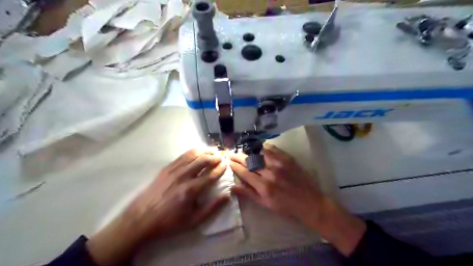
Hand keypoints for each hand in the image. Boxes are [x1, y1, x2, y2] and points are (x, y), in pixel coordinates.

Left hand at [88, 150, 230, 265]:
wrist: (142, 219)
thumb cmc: (170, 222)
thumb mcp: (193, 221)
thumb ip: (212, 208)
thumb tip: (227, 196)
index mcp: (191, 190)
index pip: (211, 175)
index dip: (220, 169)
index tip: (226, 165)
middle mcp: (183, 176)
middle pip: (203, 161)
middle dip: (214, 157)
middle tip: (221, 156)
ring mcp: (173, 170)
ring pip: (193, 155)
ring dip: (205, 151)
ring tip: (212, 150)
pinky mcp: (166, 168)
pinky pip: (182, 156)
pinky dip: (192, 152)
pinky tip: (197, 151)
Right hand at [229, 144, 364, 256]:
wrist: (310, 202)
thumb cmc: (286, 207)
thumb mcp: (266, 204)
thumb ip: (249, 194)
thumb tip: (232, 186)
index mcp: (263, 186)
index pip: (244, 172)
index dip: (234, 166)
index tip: (228, 161)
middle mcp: (270, 172)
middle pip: (249, 160)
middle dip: (238, 156)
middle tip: (231, 153)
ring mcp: (279, 163)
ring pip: (259, 153)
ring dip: (248, 150)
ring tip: (242, 149)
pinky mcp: (288, 158)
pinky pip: (272, 149)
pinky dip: (262, 147)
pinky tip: (257, 147)